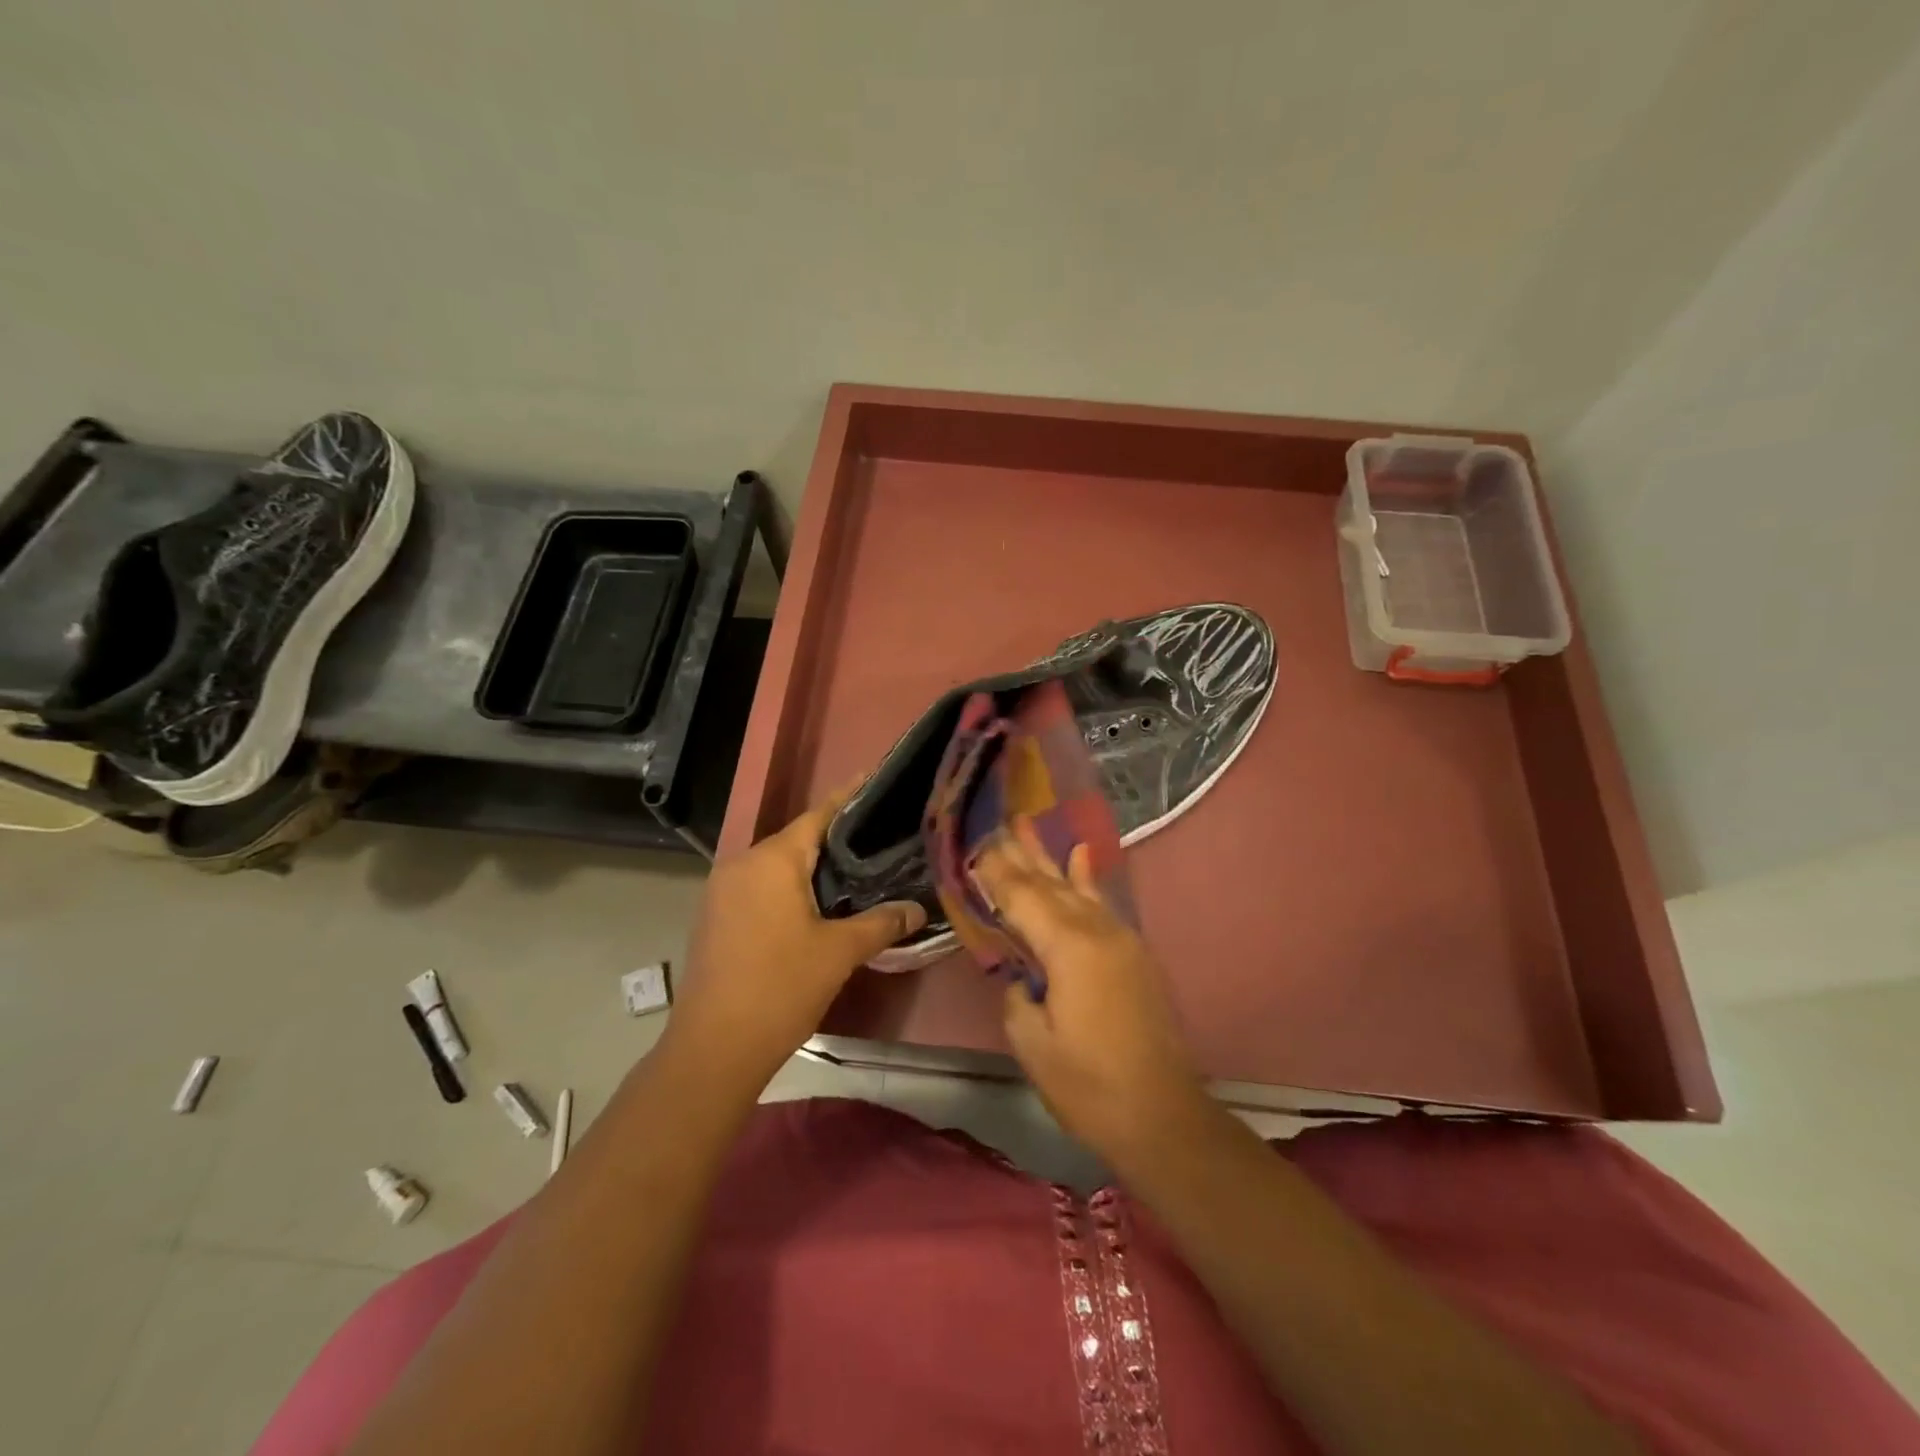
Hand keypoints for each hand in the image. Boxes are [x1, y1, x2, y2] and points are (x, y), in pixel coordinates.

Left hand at [667, 791, 925, 1096]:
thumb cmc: (780, 988)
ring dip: (812, 867)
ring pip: (778, 865)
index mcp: (772, 860)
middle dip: (837, 838)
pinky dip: (790, 888)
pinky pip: (761, 887)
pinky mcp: (716, 917)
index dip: (850, 797)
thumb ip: (881, 922)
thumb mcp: (839, 952)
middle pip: (797, 839)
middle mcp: (742, 863)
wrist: (713, 1048)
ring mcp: (723, 891)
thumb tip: (917, 908)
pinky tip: (817, 906)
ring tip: (857, 872)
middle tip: (880, 838)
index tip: (877, 779)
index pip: (818, 814)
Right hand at [972, 820, 1211, 1166]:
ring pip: (1076, 887)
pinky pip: (1102, 904)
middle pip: (1049, 884)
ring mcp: (1121, 938)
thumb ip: (1016, 995)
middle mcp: (1097, 930)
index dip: (997, 872)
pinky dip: (1087, 878)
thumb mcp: (1033, 1044)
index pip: (1022, 898)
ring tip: (1027, 826)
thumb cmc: (1089, 1086)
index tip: (974, 844)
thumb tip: (1019, 975)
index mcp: (1068, 948)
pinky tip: (1081, 854)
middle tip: (995, 823)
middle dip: (1020, 855)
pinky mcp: (1133, 953)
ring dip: (1049, 858)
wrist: (1163, 1116)